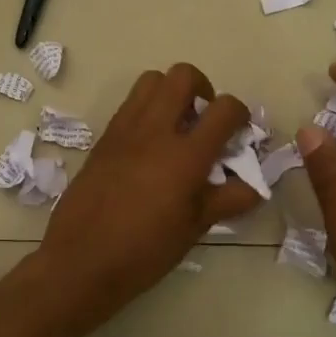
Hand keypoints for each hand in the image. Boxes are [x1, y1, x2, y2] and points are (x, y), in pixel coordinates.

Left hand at [34, 63, 263, 320]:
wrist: (81, 261)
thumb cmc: (144, 251)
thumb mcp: (195, 228)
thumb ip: (228, 200)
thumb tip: (254, 187)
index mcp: (185, 155)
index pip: (224, 109)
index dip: (240, 113)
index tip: (239, 132)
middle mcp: (155, 131)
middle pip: (183, 76)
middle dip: (203, 89)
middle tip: (204, 119)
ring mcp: (125, 131)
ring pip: (151, 81)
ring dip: (171, 93)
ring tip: (176, 125)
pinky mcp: (103, 139)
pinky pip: (129, 105)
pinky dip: (146, 110)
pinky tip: (149, 145)